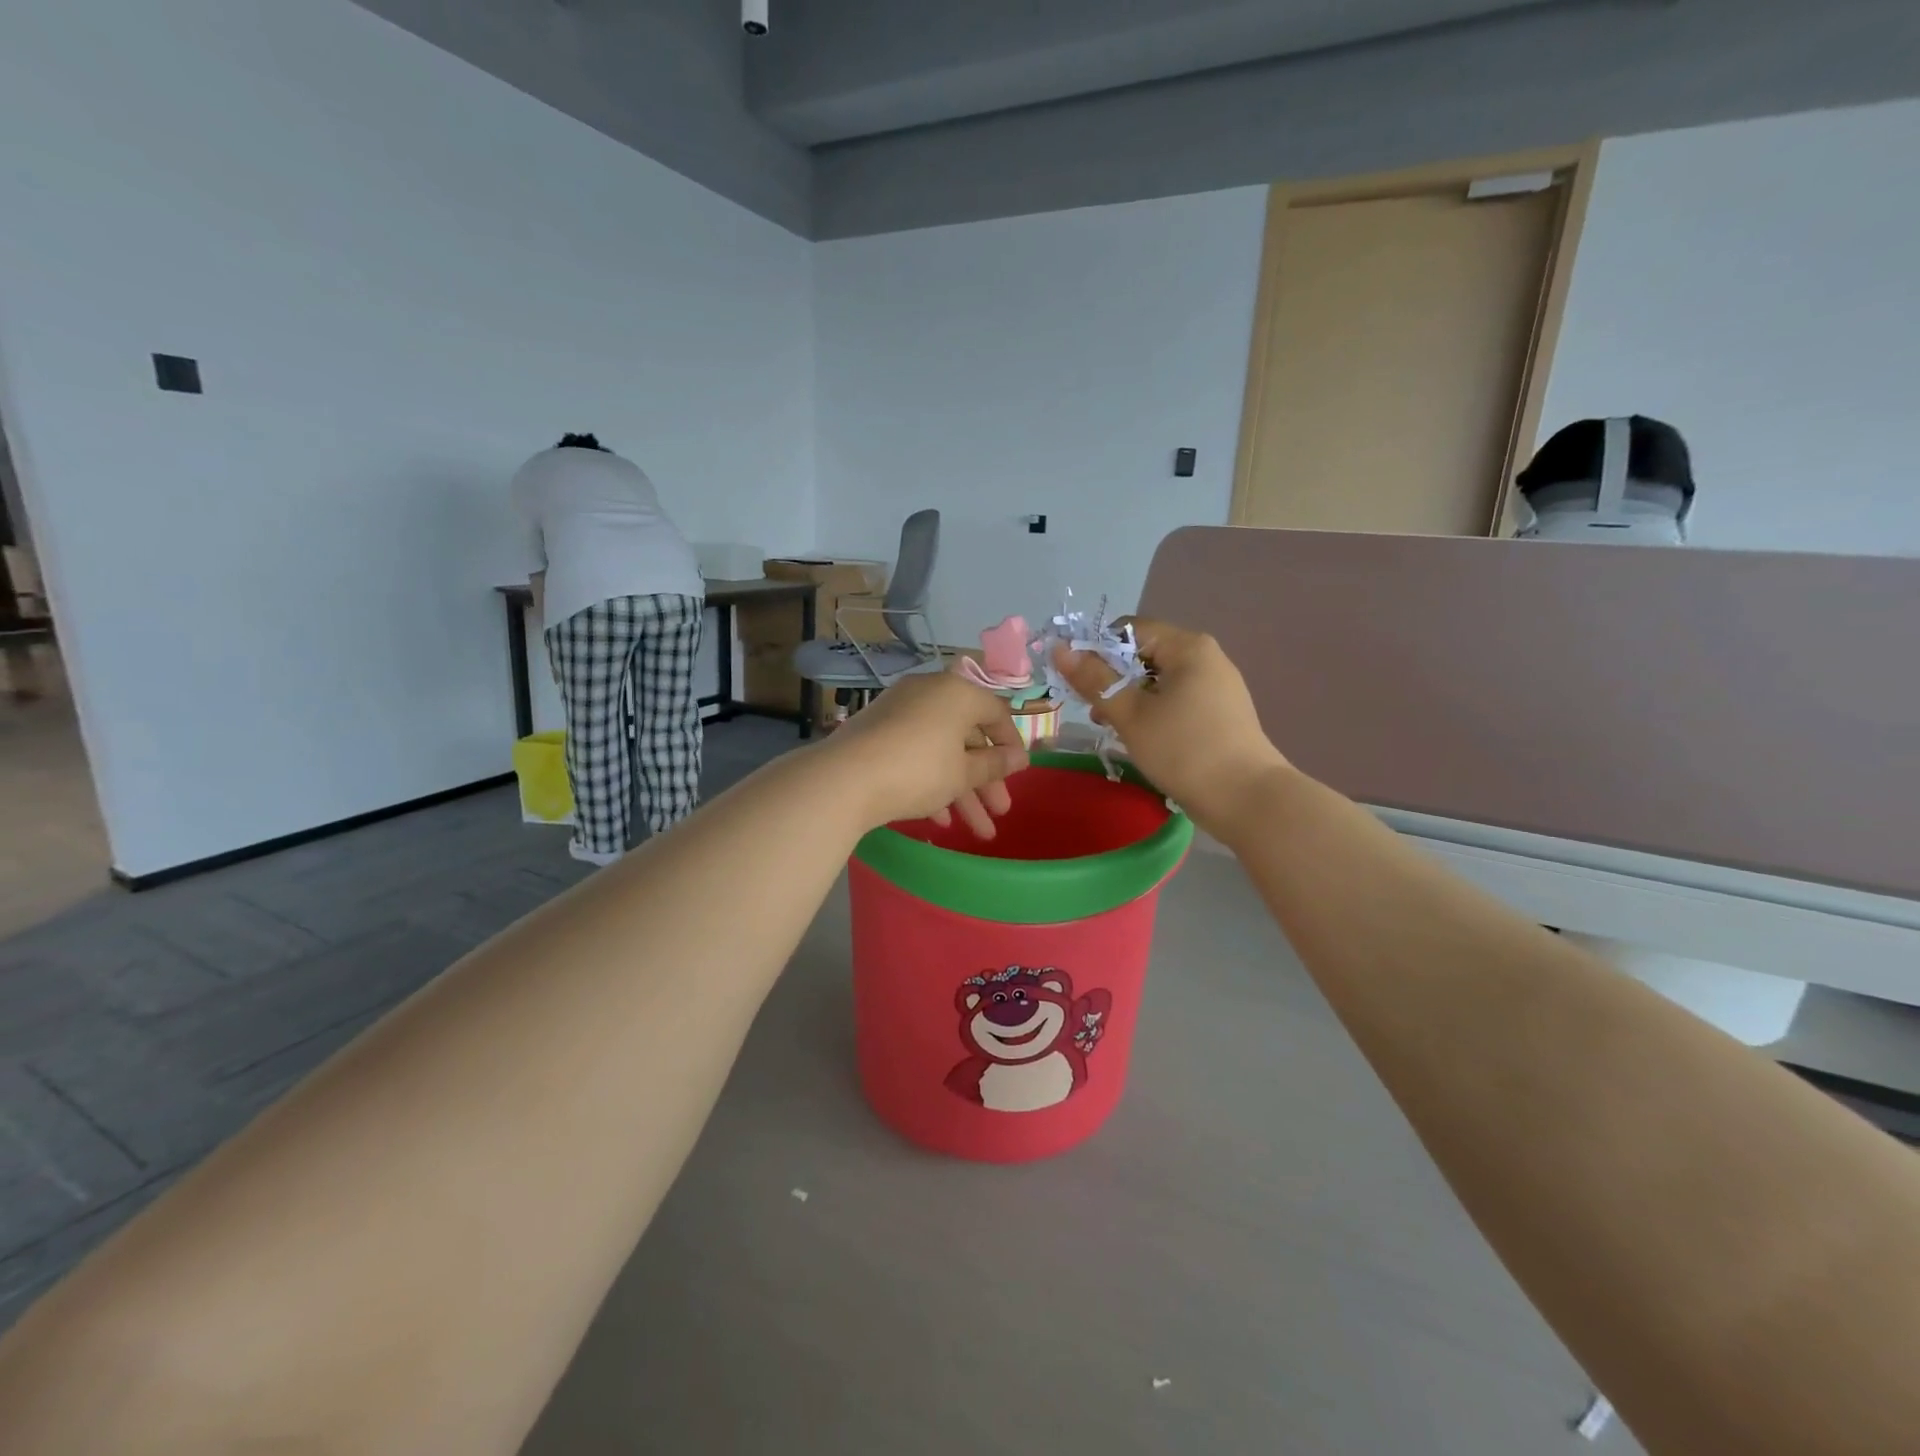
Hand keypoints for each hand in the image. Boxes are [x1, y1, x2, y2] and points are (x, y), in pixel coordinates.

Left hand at [822, 670, 1028, 837]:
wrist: (845, 779)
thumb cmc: (918, 770)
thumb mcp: (963, 773)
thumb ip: (994, 765)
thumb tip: (1019, 758)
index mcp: (957, 693)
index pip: (996, 712)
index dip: (1011, 744)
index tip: (1018, 774)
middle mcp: (929, 693)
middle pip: (967, 736)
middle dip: (986, 779)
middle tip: (999, 812)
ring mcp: (899, 712)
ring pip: (941, 750)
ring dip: (961, 790)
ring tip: (976, 830)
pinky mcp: (876, 732)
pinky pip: (914, 754)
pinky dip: (930, 782)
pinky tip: (939, 820)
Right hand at [1052, 619, 1288, 837]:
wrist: (1247, 799)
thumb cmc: (1184, 750)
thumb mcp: (1130, 715)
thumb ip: (1094, 680)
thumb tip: (1060, 649)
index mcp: (1187, 646)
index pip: (1129, 629)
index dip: (1098, 650)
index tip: (1081, 684)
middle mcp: (1206, 657)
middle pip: (1144, 653)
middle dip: (1113, 679)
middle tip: (1095, 713)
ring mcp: (1217, 685)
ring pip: (1159, 680)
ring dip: (1130, 699)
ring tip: (1113, 729)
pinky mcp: (1220, 713)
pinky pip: (1176, 699)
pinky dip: (1153, 712)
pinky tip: (1143, 739)